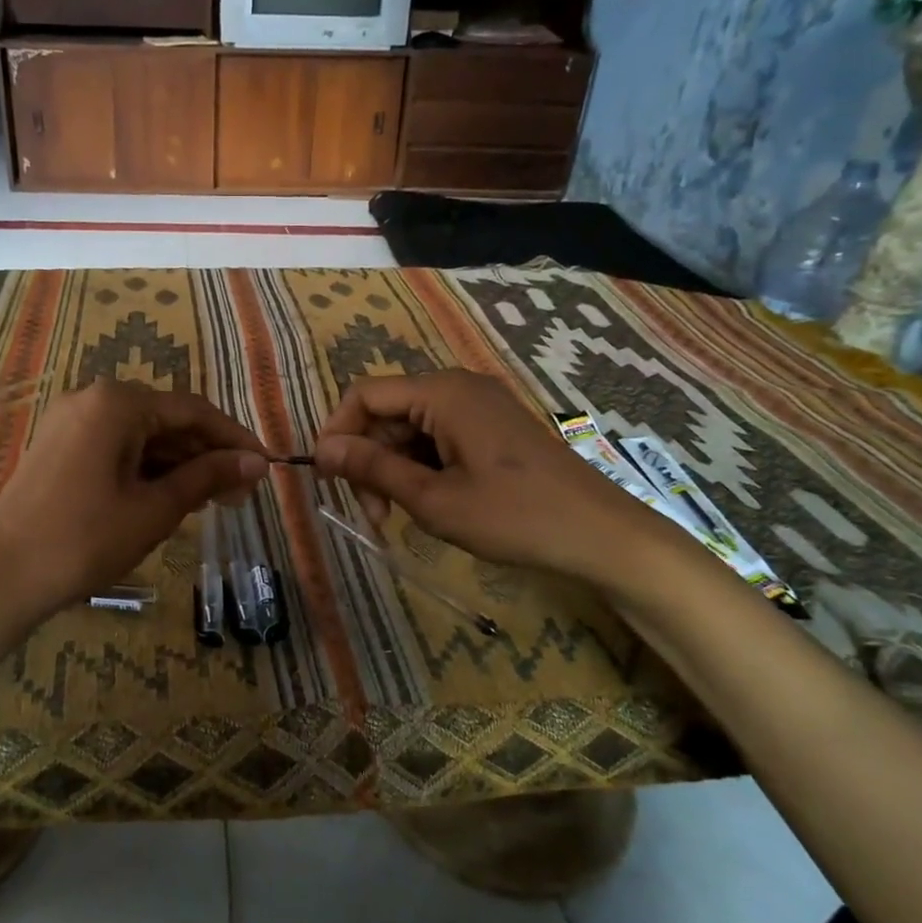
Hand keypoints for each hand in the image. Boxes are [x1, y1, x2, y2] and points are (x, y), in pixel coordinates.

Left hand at [0, 381, 268, 625]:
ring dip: (179, 464)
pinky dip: (147, 469)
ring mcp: (71, 423)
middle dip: (207, 455)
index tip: (266, 466)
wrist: (1, 578)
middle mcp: (92, 399)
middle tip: (241, 494)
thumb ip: (208, 477)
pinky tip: (171, 496)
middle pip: (167, 420)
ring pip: (142, 436)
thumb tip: (257, 462)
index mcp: (117, 403)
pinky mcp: (59, 447)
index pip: (193, 411)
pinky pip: (116, 448)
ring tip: (213, 500)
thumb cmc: (85, 540)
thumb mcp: (155, 508)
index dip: (234, 438)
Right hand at [312, 370, 671, 590]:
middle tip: (372, 514)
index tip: (327, 479)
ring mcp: (478, 405)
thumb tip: (321, 450)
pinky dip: (422, 467)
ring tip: (397, 517)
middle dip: (369, 459)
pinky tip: (428, 502)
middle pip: (387, 412)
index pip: (365, 394)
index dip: (337, 432)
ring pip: (411, 428)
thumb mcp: (433, 499)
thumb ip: (374, 469)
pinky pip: (438, 436)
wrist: (600, 535)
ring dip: (394, 469)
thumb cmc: (514, 517)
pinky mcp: (492, 427)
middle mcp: (457, 387)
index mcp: (442, 393)